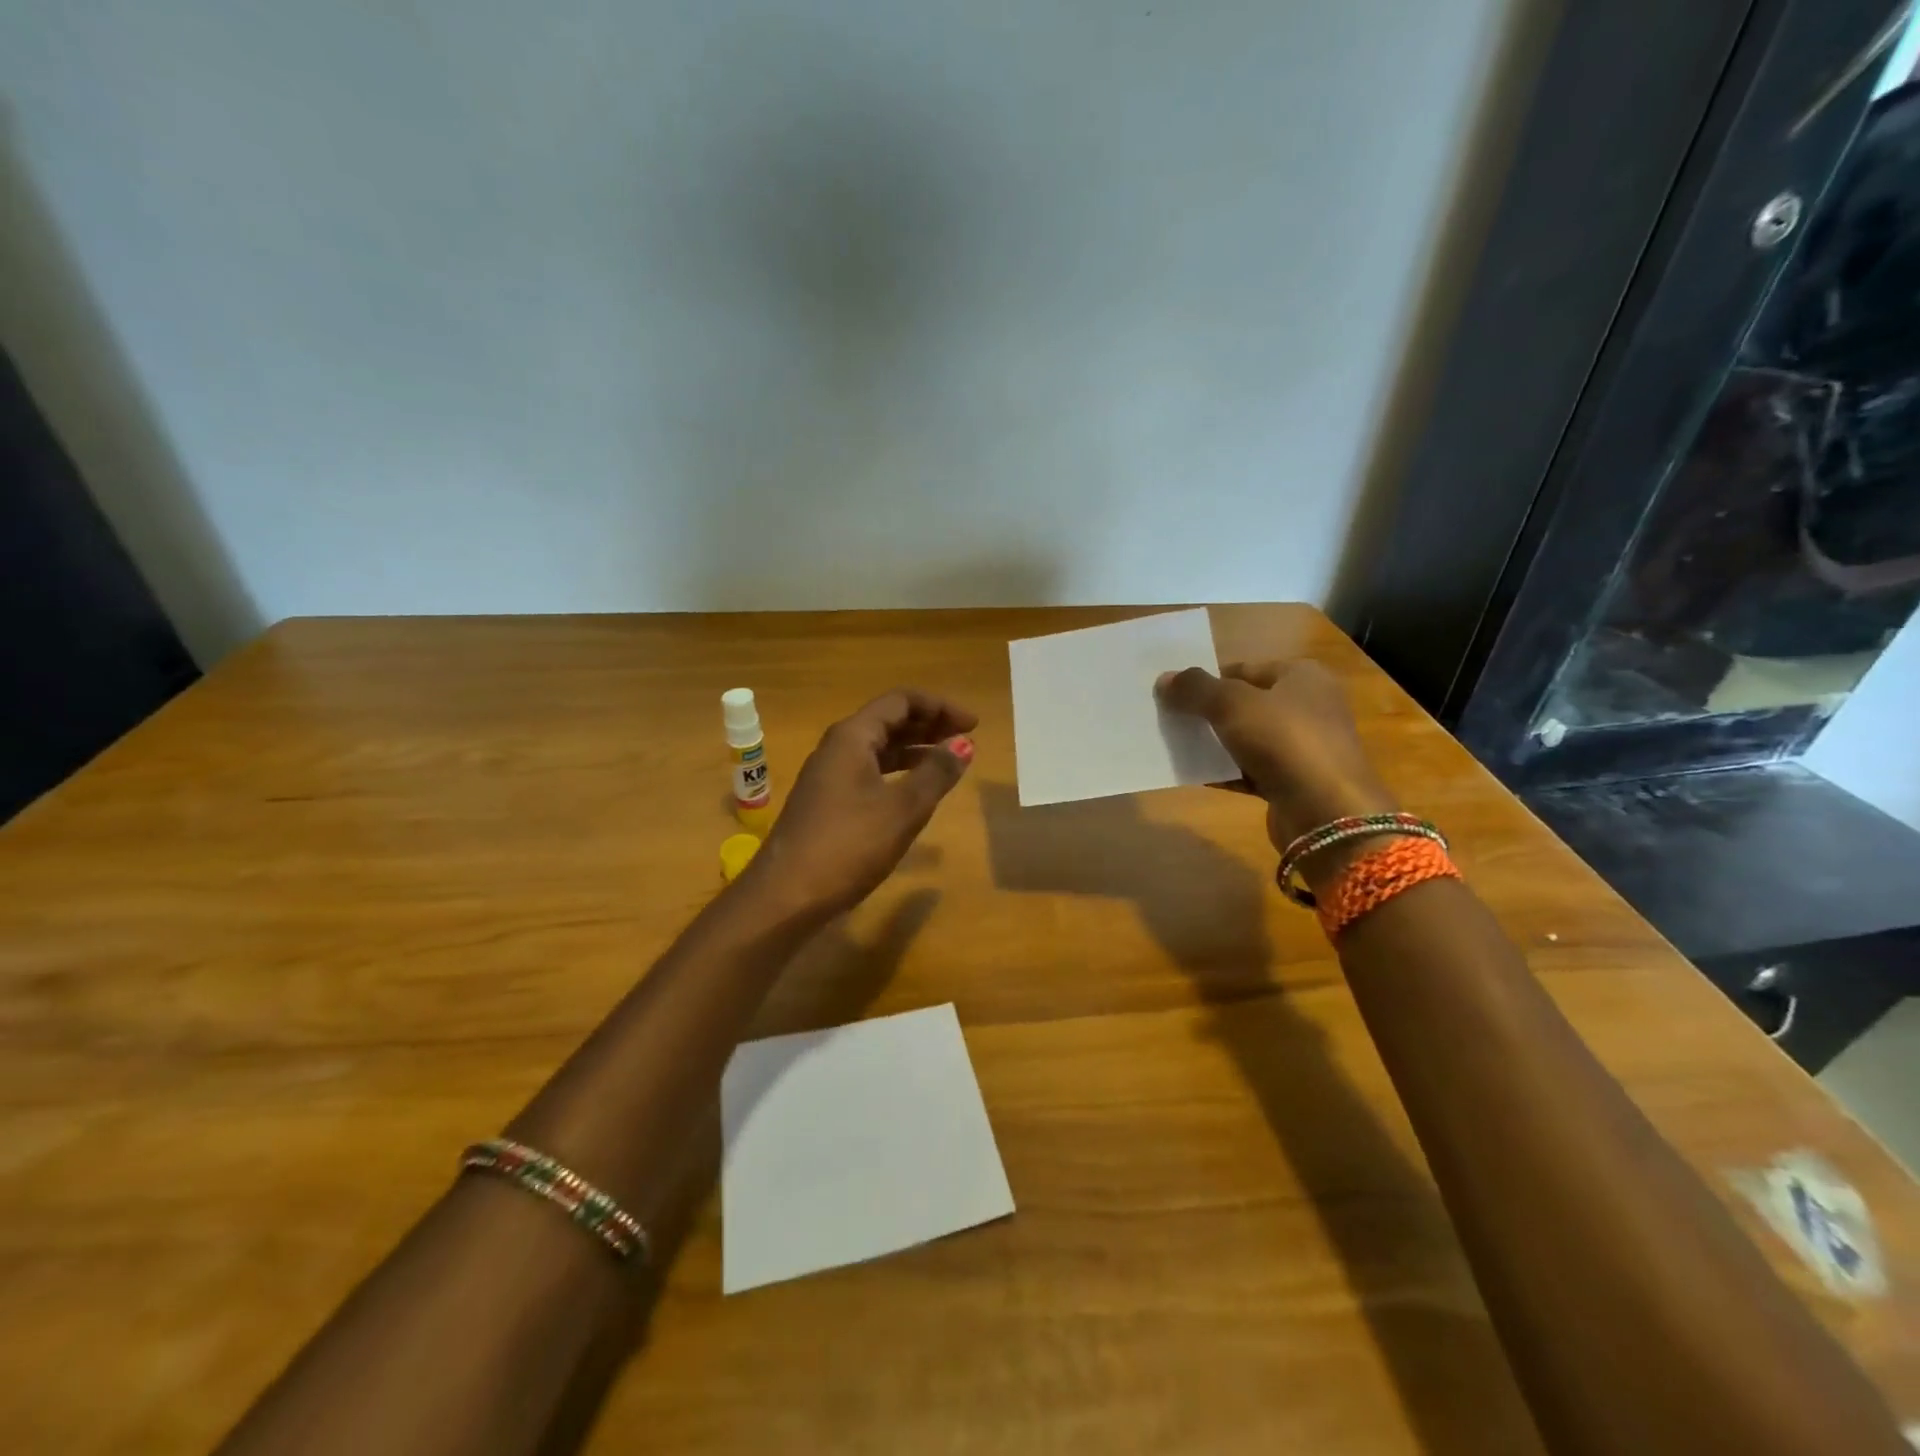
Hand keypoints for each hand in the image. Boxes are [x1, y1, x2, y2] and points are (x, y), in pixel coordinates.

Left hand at [744, 689, 977, 918]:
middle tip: (965, 740)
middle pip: (888, 721)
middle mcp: (837, 747)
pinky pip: (868, 772)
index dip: (939, 707)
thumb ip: (936, 773)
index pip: (900, 701)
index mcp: (852, 737)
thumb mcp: (903, 809)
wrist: (786, 896)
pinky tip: (914, 791)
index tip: (973, 725)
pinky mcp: (826, 802)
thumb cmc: (848, 845)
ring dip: (914, 750)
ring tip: (947, 763)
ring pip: (877, 748)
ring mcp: (828, 776)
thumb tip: (964, 744)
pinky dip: (897, 773)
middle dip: (928, 725)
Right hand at [1155, 660, 1397, 850]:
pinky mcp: (1294, 782)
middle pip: (1245, 704)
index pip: (1244, 669)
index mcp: (1302, 676)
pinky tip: (1194, 775)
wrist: (1326, 812)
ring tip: (1175, 746)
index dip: (1208, 679)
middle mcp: (1307, 706)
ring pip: (1246, 739)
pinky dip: (1225, 772)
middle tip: (1169, 719)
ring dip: (1214, 743)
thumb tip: (1163, 679)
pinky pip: (1251, 770)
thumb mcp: (1232, 704)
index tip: (1174, 693)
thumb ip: (1196, 689)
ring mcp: (1303, 747)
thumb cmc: (1284, 741)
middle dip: (1208, 712)